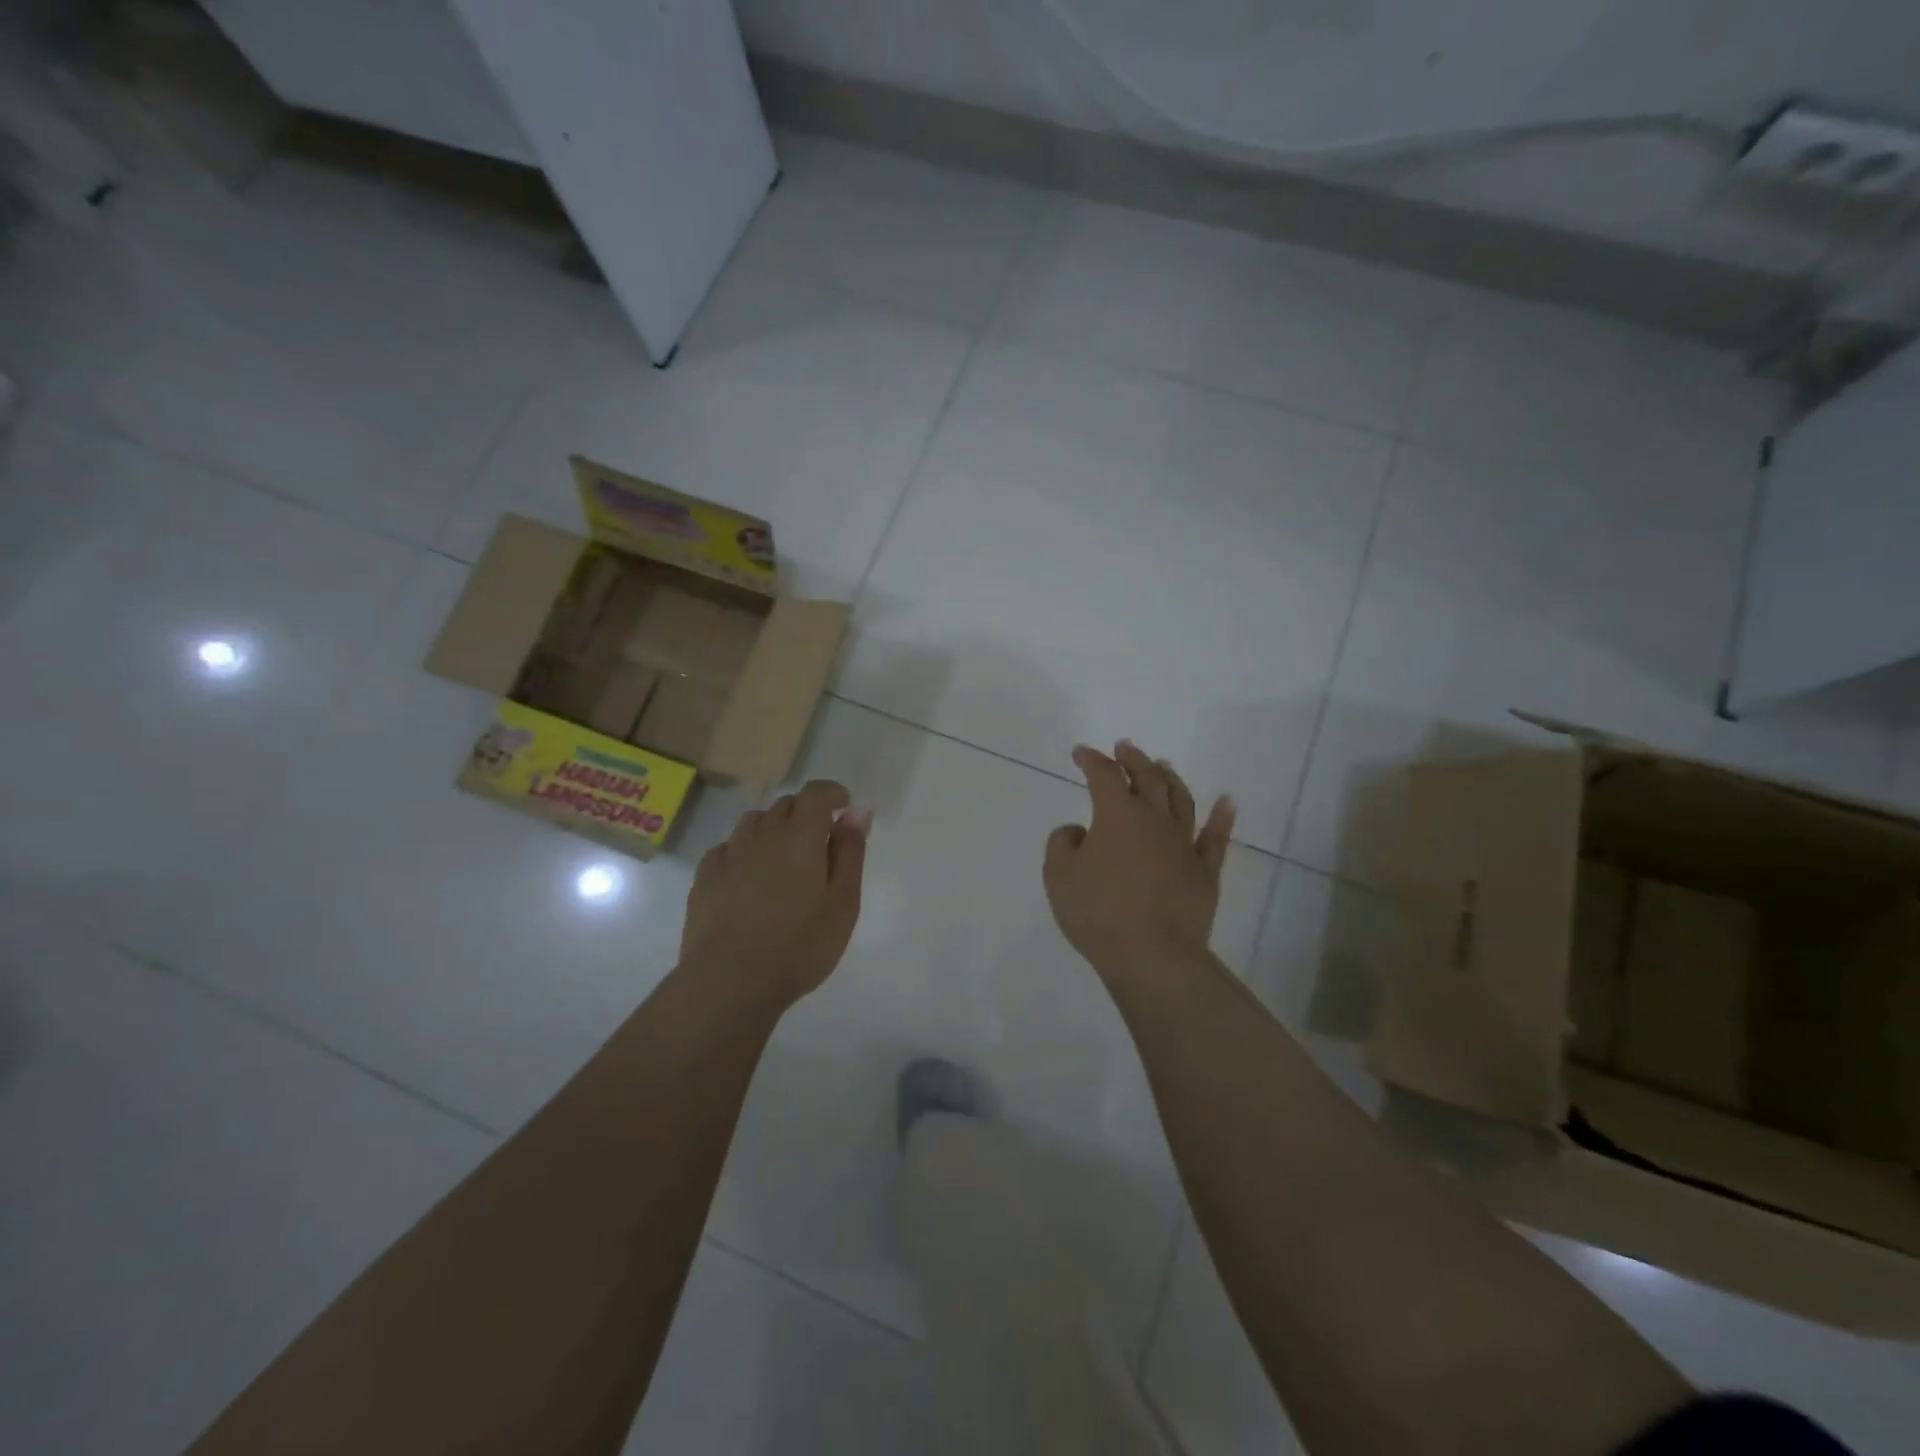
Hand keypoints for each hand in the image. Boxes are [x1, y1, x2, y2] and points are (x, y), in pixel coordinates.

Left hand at [681, 780, 870, 1008]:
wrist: (728, 982)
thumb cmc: (799, 946)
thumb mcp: (843, 903)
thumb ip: (850, 852)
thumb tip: (857, 812)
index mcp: (800, 836)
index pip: (816, 793)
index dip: (832, 793)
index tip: (844, 807)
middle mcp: (762, 834)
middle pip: (785, 805)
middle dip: (806, 813)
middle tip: (819, 844)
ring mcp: (729, 854)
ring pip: (755, 823)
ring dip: (774, 829)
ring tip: (784, 860)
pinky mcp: (704, 876)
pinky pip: (729, 847)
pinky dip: (745, 851)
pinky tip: (749, 879)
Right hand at [1045, 742, 1233, 977]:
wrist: (1152, 955)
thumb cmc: (1098, 912)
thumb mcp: (1058, 876)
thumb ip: (1062, 843)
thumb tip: (1079, 830)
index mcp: (1117, 815)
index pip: (1104, 776)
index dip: (1092, 760)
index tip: (1081, 753)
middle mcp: (1154, 820)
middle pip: (1147, 778)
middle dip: (1133, 759)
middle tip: (1125, 748)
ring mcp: (1184, 844)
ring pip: (1181, 799)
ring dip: (1170, 778)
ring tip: (1163, 765)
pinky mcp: (1205, 871)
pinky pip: (1216, 838)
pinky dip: (1222, 817)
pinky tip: (1228, 801)